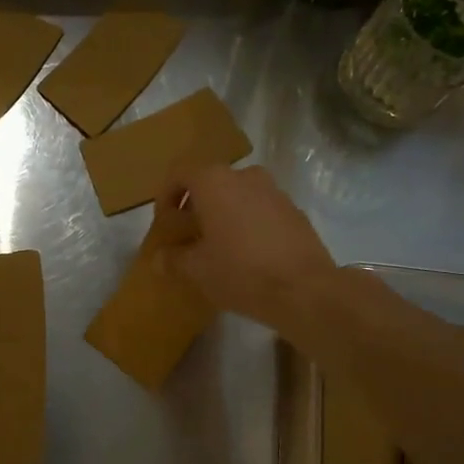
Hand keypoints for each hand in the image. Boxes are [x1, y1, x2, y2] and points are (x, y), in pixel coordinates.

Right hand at [159, 163, 336, 331]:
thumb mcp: (196, 270)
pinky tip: (246, 255)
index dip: (165, 197)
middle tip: (187, 237)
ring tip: (217, 247)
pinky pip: (260, 210)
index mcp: (214, 181)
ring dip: (222, 215)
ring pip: (237, 195)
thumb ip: (173, 259)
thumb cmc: (240, 271)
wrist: (305, 289)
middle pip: (210, 183)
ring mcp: (274, 191)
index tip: (164, 224)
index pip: (179, 173)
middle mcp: (245, 176)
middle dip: (194, 207)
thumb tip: (159, 258)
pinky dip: (247, 223)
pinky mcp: (295, 211)